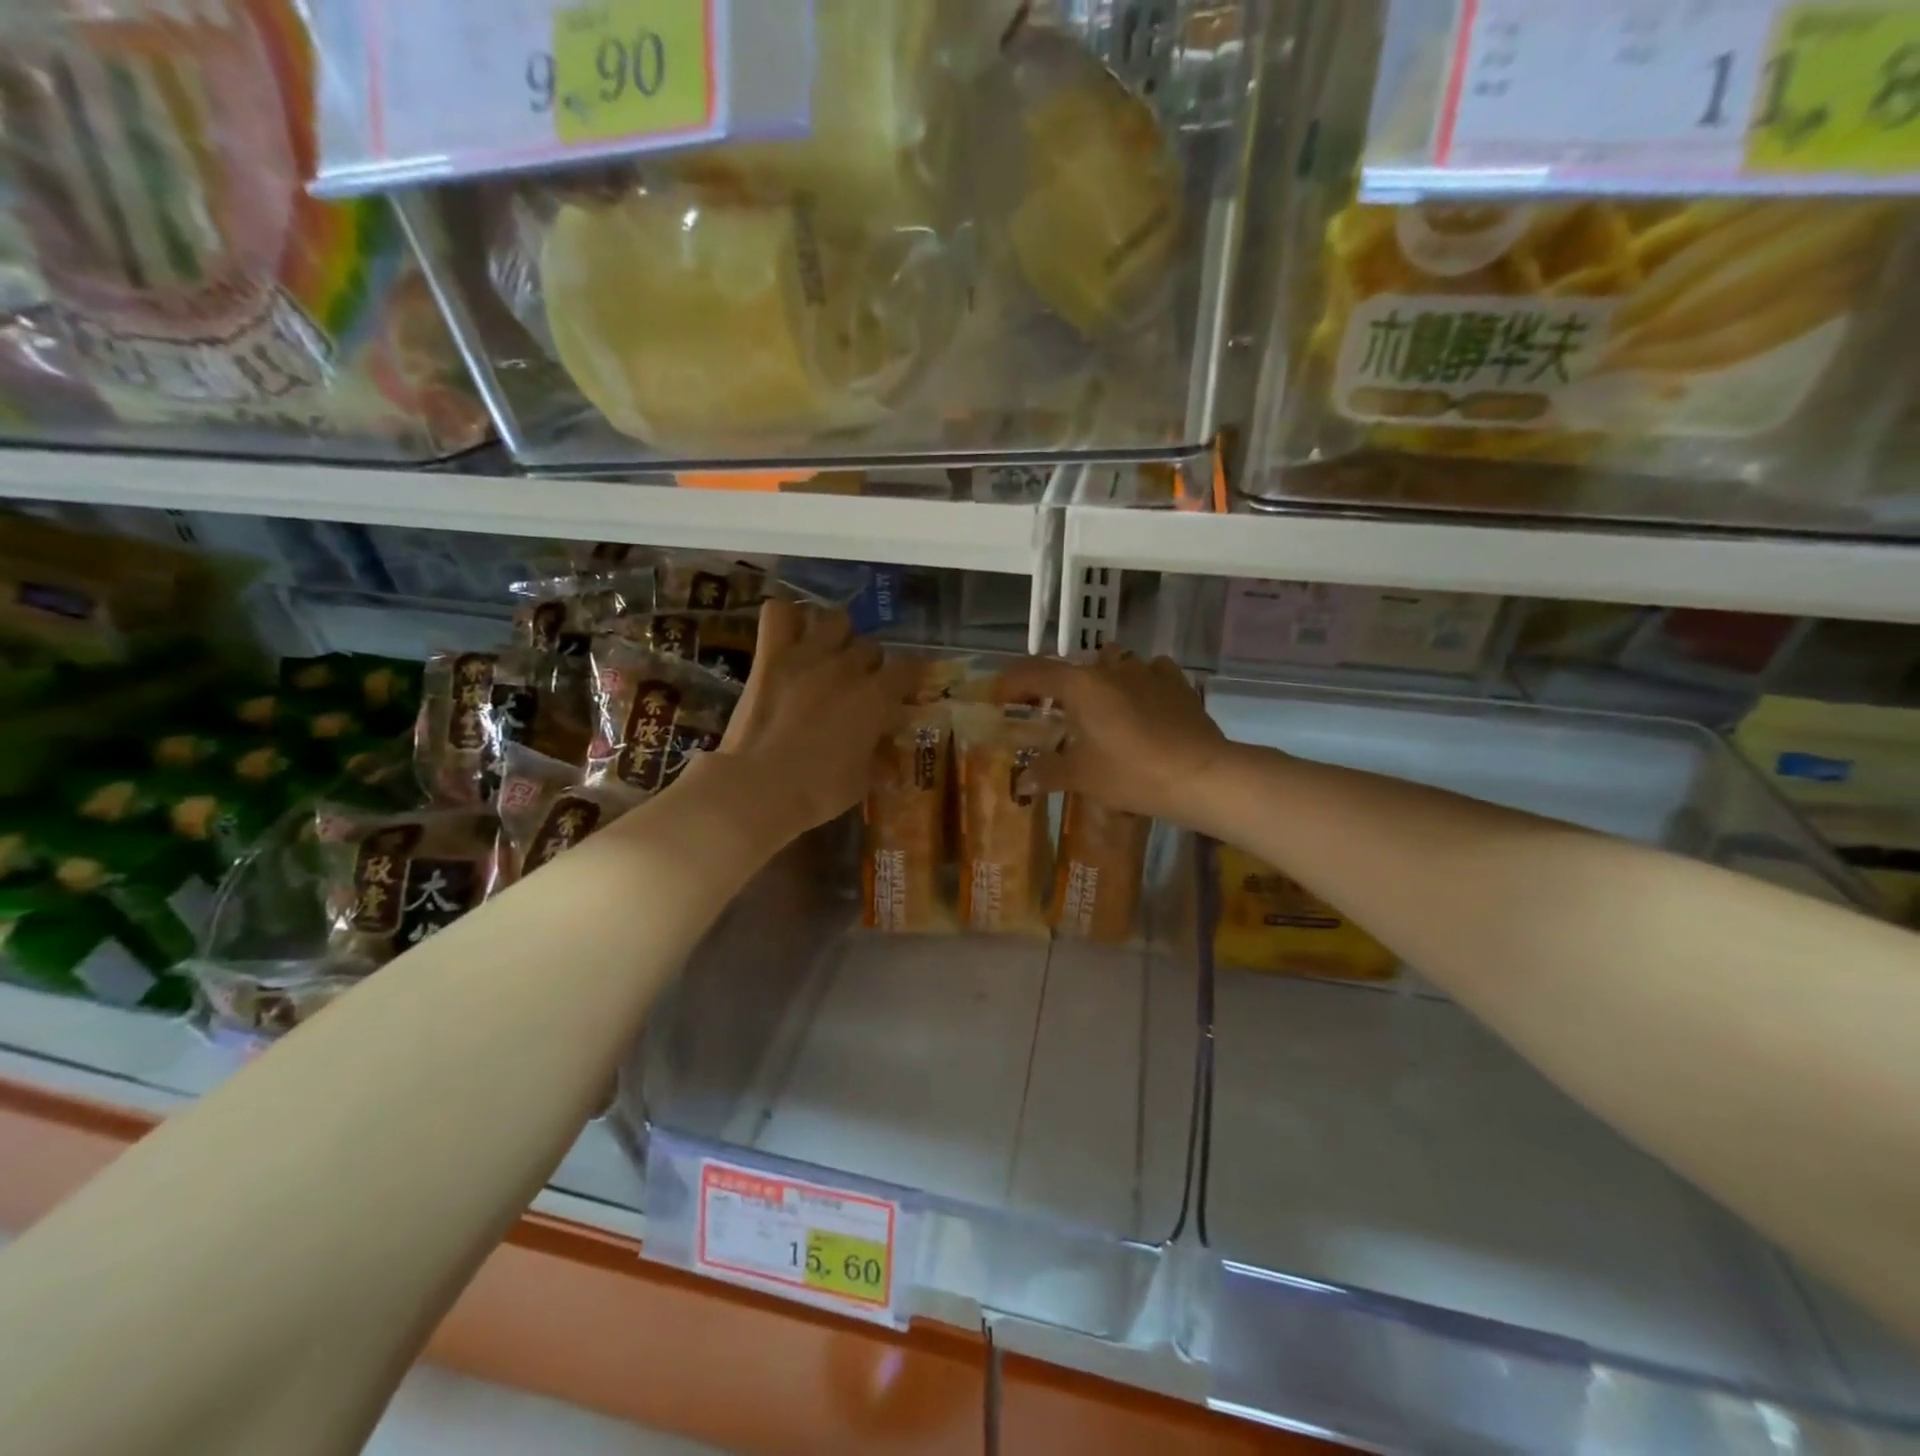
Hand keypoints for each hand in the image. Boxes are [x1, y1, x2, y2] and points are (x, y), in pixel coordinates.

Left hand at [706, 601, 918, 832]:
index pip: (910, 667)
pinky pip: (778, 613)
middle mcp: (848, 667)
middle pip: (871, 646)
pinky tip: (791, 633)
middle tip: (858, 685)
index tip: (904, 689)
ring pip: (835, 619)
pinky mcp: (771, 656)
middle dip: (870, 664)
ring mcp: (808, 656)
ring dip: (837, 635)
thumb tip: (889, 750)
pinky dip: (786, 617)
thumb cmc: (819, 791)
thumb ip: (880, 755)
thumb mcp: (863, 780)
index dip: (910, 677)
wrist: (759, 788)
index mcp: (876, 697)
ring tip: (828, 654)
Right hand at [997, 645, 1229, 825]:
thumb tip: (1022, 781)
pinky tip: (1139, 700)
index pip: (1033, 672)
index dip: (1010, 682)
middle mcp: (1111, 668)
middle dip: (1053, 685)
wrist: (1200, 775)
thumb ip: (1048, 773)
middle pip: (1071, 666)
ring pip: (1112, 663)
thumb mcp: (1083, 777)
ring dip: (1097, 679)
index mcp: (1081, 685)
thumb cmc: (1132, 773)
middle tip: (1045, 709)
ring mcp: (1147, 671)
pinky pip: (1148, 672)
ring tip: (1094, 705)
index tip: (997, 697)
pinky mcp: (1175, 683)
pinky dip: (1136, 682)